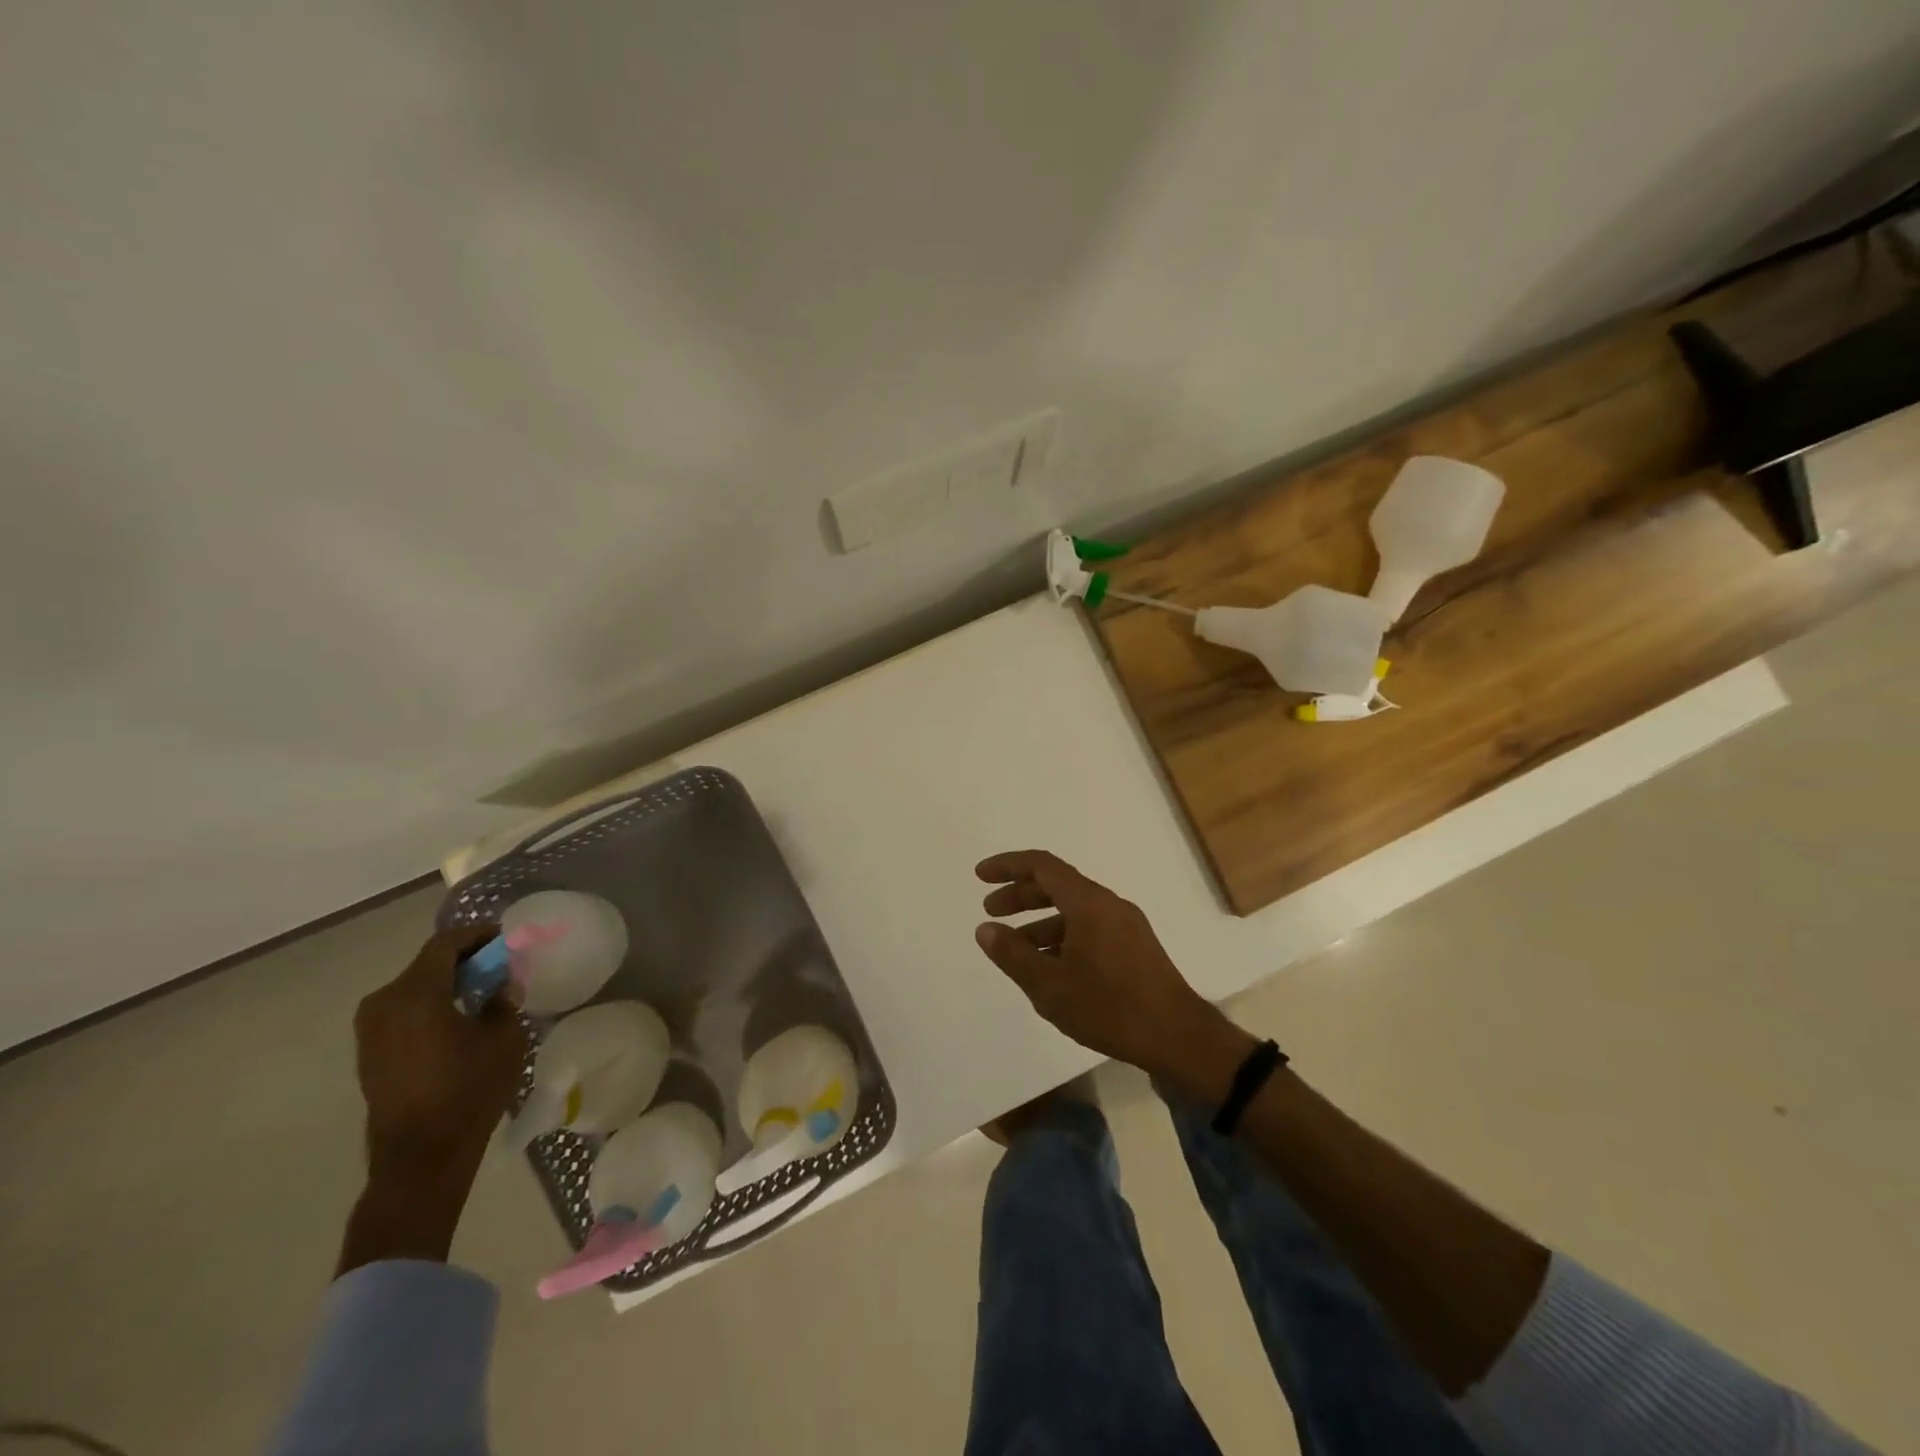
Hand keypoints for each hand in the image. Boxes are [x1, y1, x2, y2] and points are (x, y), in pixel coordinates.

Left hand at [351, 924, 525, 1188]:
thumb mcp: (504, 1038)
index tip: (506, 938)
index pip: (445, 944)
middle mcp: (383, 1004)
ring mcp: (370, 1031)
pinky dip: (431, 1005)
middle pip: (427, 964)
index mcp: (415, 994)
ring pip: (414, 988)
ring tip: (482, 992)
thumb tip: (500, 986)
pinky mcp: (370, 1053)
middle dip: (464, 959)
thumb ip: (503, 1001)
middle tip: (499, 965)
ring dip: (447, 983)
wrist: (422, 1156)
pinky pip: (404, 1012)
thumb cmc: (468, 1089)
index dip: (477, 935)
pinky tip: (458, 1019)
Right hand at [973, 850, 1252, 1096]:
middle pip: (1057, 885)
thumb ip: (1012, 955)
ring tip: (1015, 948)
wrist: (1178, 1037)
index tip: (980, 876)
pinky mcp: (1136, 946)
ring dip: (1040, 921)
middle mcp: (1108, 904)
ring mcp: (1126, 924)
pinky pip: (1090, 927)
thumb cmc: (1109, 1007)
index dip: (1008, 866)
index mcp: (1088, 902)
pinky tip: (1051, 967)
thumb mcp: (1050, 986)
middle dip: (1020, 895)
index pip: (1041, 865)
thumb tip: (985, 929)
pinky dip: (1063, 936)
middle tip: (991, 912)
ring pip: (1074, 909)